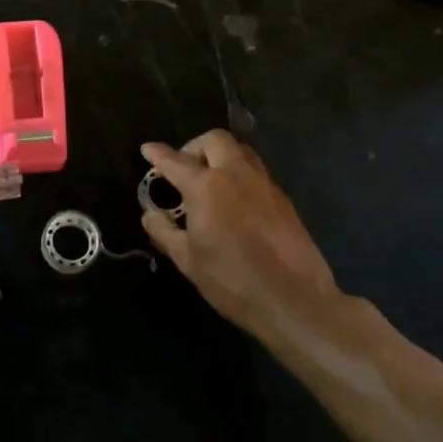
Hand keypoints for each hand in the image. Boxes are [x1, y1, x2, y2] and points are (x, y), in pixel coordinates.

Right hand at [140, 131, 341, 337]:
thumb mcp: (187, 260)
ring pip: (240, 151)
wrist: (294, 301)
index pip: (176, 161)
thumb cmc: (232, 281)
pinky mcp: (283, 199)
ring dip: (220, 156)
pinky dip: (239, 175)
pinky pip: (256, 172)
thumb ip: (164, 230)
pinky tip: (234, 202)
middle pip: (214, 140)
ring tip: (209, 181)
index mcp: (207, 187)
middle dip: (194, 146)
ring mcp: (264, 184)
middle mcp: (236, 175)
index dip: (158, 154)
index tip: (147, 148)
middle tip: (184, 168)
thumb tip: (151, 213)